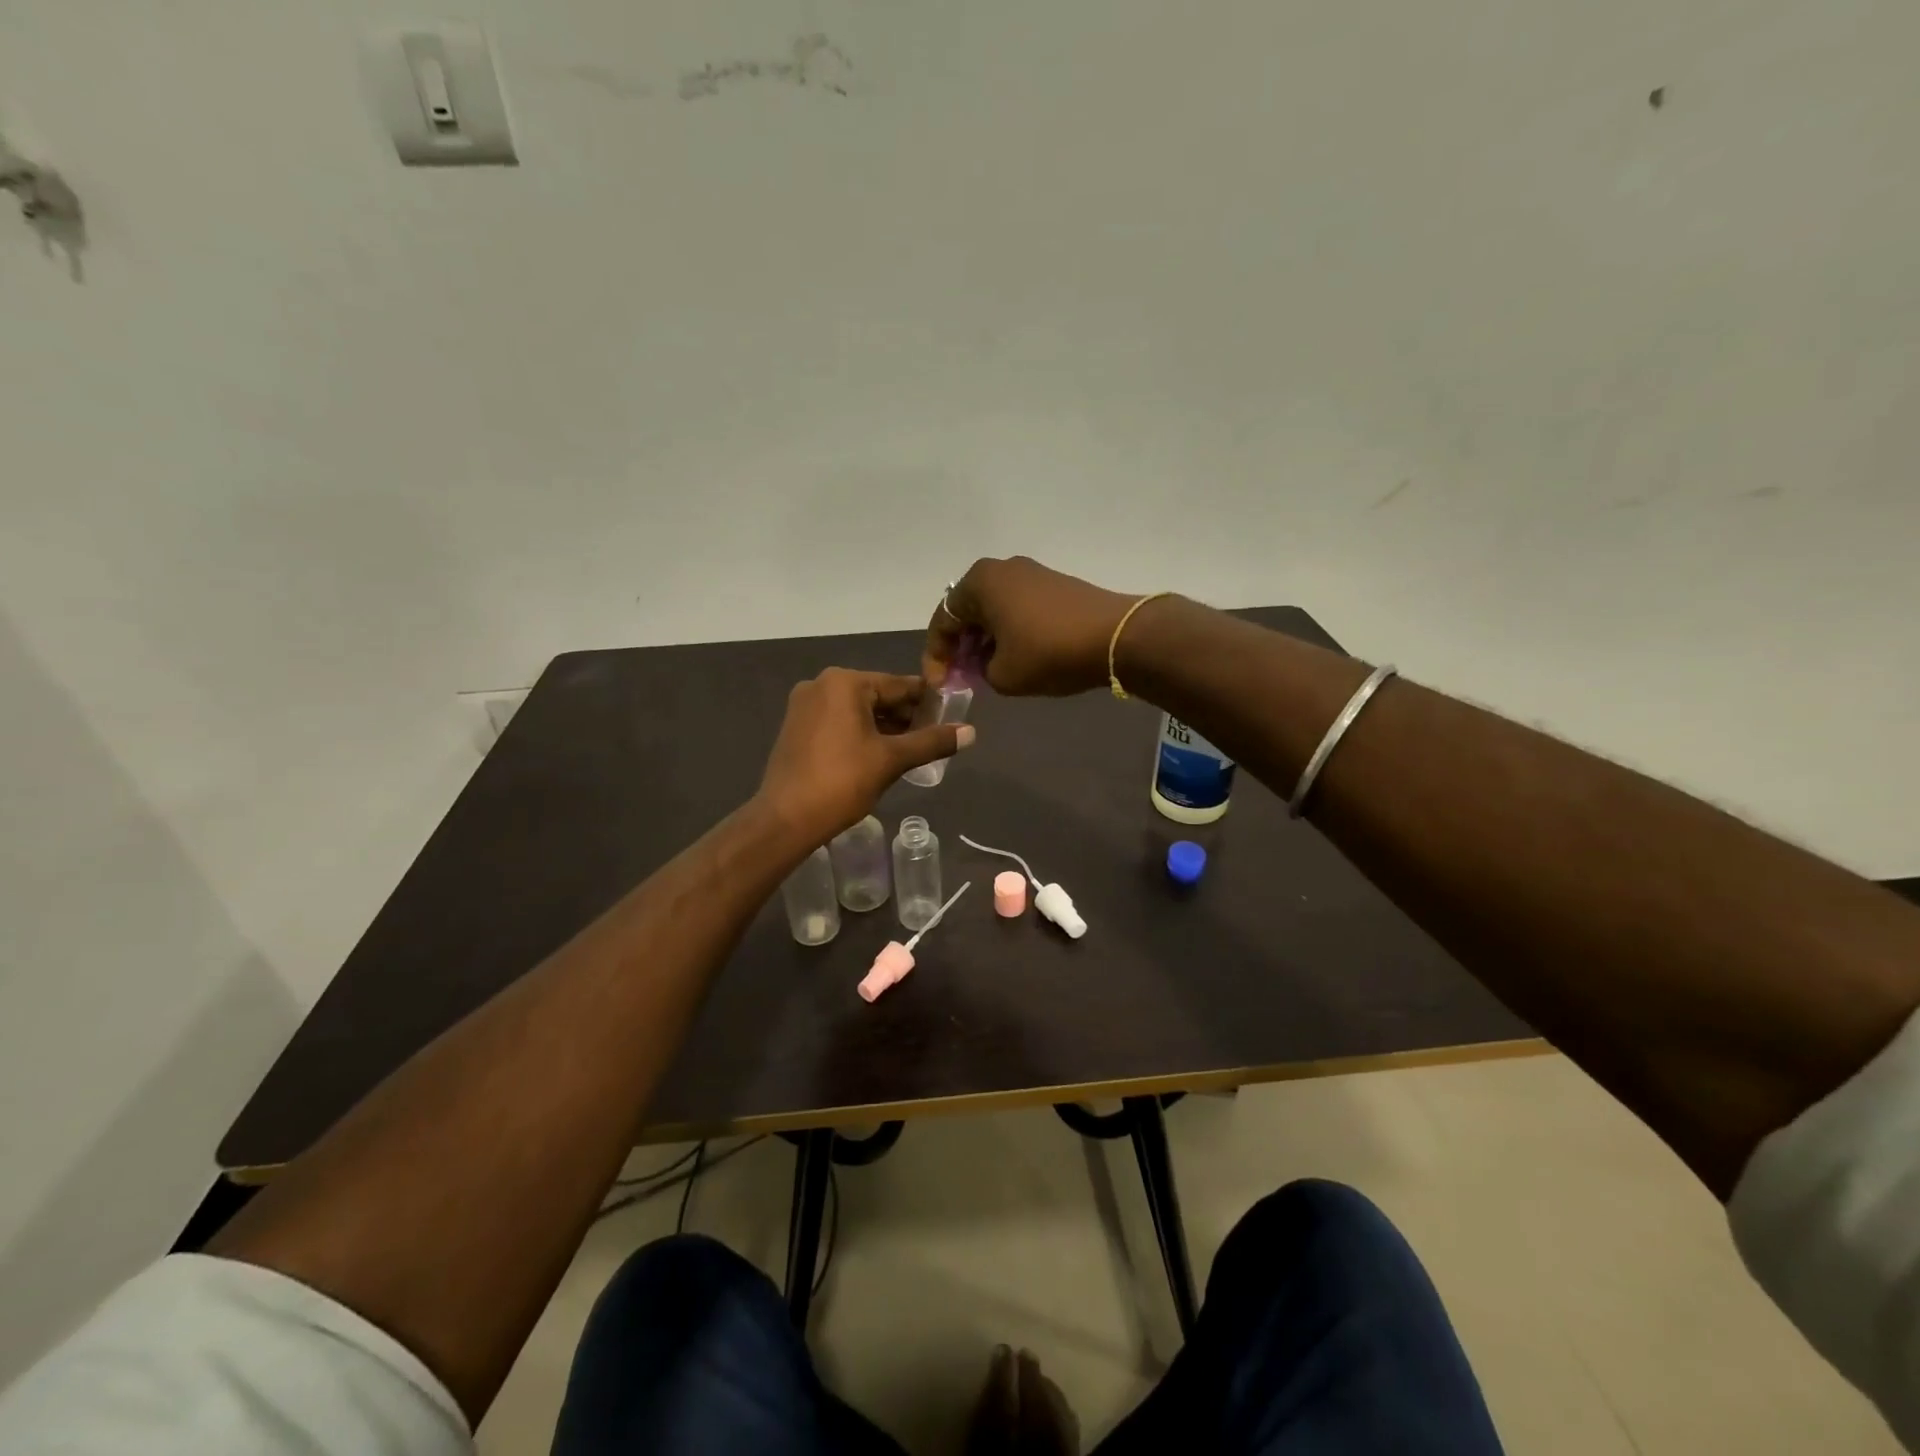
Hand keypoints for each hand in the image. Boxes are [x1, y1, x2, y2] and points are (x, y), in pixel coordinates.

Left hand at [757, 669, 974, 844]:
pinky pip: (838, 721)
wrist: (786, 819)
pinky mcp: (796, 727)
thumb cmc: (842, 781)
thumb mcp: (892, 760)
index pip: (898, 685)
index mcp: (844, 682)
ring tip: (911, 749)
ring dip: (884, 726)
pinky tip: (879, 754)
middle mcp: (821, 684)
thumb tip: (971, 732)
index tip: (951, 714)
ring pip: (857, 710)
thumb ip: (932, 741)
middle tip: (933, 737)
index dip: (927, 700)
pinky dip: (860, 733)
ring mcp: (804, 706)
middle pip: (876, 695)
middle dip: (905, 715)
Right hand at [923, 556, 1137, 695]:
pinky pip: (1017, 608)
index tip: (939, 685)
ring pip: (993, 610)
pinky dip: (1008, 631)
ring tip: (986, 671)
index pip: (943, 621)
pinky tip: (1015, 656)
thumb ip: (979, 671)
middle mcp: (1001, 569)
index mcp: (979, 583)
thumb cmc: (1048, 653)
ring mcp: (1031, 573)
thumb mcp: (1002, 675)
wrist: (1116, 637)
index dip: (936, 657)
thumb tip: (986, 663)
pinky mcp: (1054, 584)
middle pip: (967, 612)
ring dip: (985, 640)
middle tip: (961, 678)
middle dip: (961, 646)